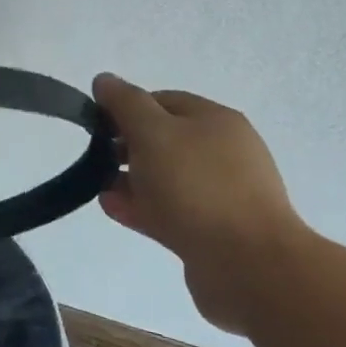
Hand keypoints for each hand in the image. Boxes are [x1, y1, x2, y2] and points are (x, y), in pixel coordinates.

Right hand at [93, 73, 309, 334]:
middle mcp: (222, 152)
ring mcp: (221, 194)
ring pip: (166, 178)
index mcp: (215, 120)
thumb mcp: (152, 132)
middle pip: (164, 140)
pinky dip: (143, 207)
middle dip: (126, 147)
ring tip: (102, 191)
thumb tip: (104, 80)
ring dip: (131, 181)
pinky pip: (171, 210)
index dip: (125, 108)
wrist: (249, 265)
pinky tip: (117, 211)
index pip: (161, 100)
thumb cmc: (197, 187)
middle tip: (96, 159)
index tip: (96, 126)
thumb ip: (125, 103)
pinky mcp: (214, 230)